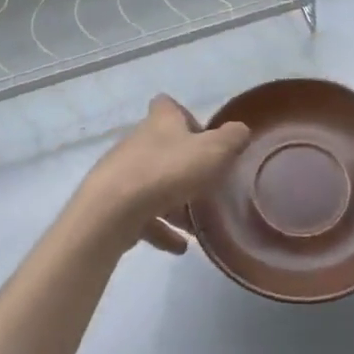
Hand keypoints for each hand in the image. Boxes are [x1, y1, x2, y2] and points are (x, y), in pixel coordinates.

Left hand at [77, 95, 248, 254]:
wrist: (112, 210)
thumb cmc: (168, 170)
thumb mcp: (214, 150)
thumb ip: (232, 139)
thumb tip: (240, 131)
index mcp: (161, 122)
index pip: (168, 105)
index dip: (184, 116)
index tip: (202, 136)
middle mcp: (139, 142)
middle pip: (163, 148)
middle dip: (184, 166)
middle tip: (207, 185)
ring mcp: (123, 173)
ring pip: (154, 184)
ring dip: (174, 202)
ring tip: (197, 225)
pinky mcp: (114, 205)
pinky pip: (143, 216)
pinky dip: (161, 229)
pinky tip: (180, 247)